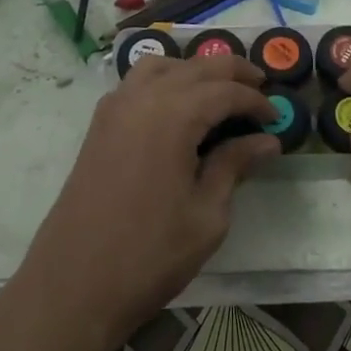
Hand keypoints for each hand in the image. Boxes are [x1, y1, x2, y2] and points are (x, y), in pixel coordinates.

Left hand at [19, 53, 278, 344]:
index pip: (226, 91)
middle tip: (261, 89)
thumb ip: (234, 166)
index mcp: (174, 115)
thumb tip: (266, 141)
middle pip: (197, 67)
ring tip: (220, 90)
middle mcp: (144, 97)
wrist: (73, 285)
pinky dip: (165, 78)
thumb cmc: (149, 254)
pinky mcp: (101, 123)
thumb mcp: (206, 215)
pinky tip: (178, 104)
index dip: (256, 101)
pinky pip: (138, 81)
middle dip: (233, 72)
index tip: (277, 120)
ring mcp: (116, 106)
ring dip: (196, 69)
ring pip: (164, 65)